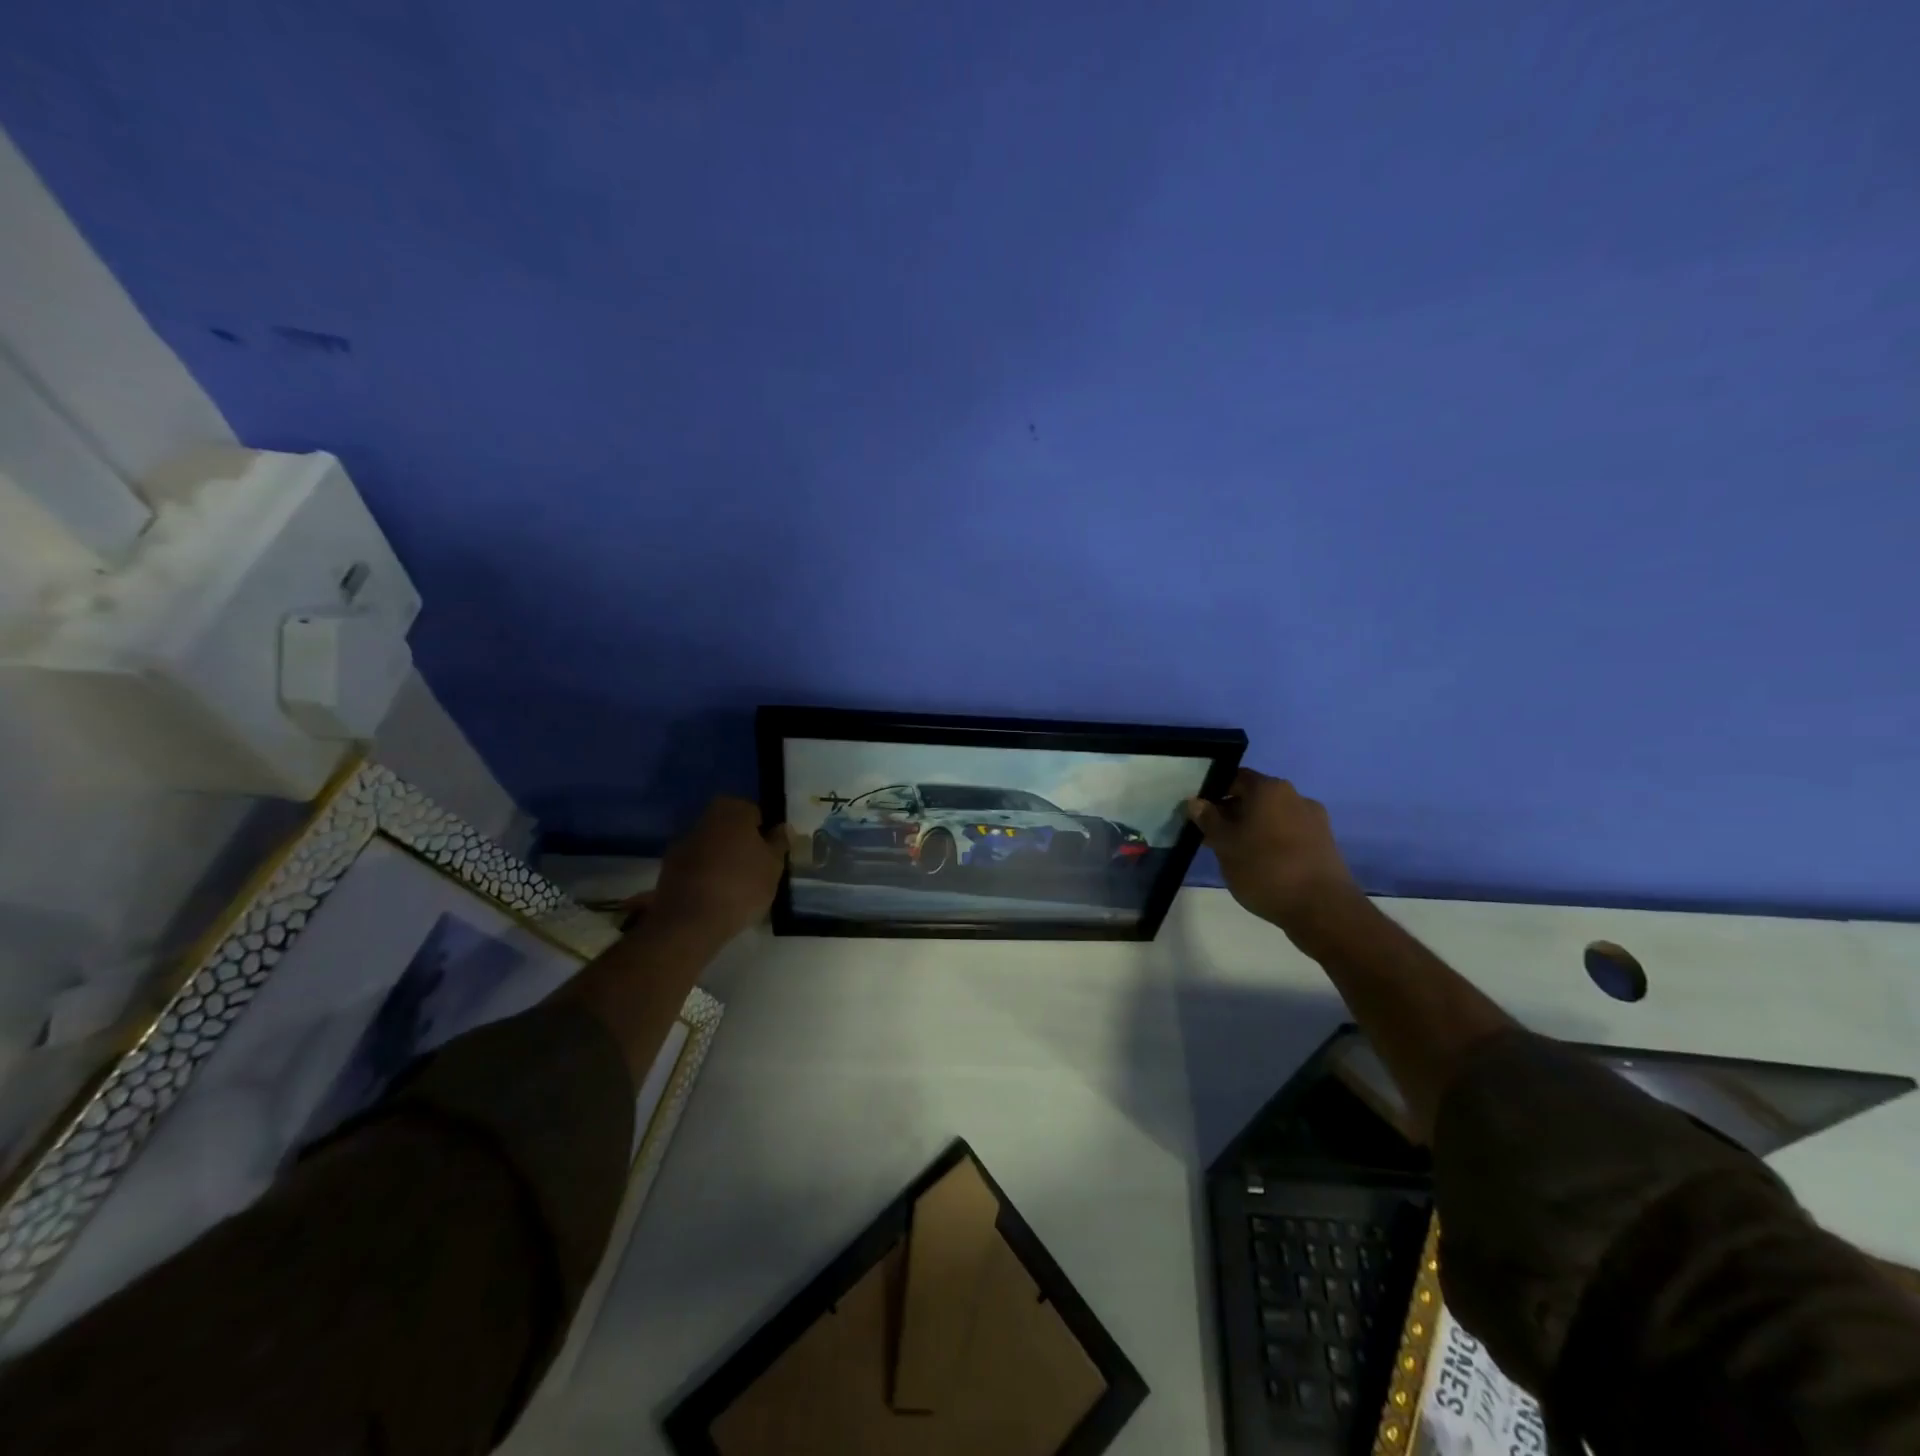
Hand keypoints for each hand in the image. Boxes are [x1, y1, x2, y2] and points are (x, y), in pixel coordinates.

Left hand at [650, 797, 788, 944]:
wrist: (690, 921)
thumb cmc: (742, 886)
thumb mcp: (774, 866)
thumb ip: (779, 843)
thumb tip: (782, 827)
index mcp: (733, 810)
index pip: (755, 811)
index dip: (765, 832)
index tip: (770, 853)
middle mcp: (706, 818)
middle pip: (731, 826)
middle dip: (742, 842)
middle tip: (755, 868)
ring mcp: (684, 841)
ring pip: (712, 844)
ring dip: (722, 857)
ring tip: (735, 885)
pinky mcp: (668, 866)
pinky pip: (696, 863)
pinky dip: (705, 873)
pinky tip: (714, 894)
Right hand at [1186, 770, 1370, 954]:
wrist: (1322, 909)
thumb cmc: (1265, 869)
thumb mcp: (1225, 845)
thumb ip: (1209, 820)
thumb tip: (1196, 802)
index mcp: (1269, 789)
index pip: (1235, 778)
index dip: (1214, 793)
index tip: (1200, 815)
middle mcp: (1295, 796)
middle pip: (1255, 797)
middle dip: (1233, 814)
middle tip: (1213, 838)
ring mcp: (1314, 820)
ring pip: (1272, 817)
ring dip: (1252, 829)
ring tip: (1236, 855)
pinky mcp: (1324, 843)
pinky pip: (1289, 834)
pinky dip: (1272, 842)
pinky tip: (1261, 865)